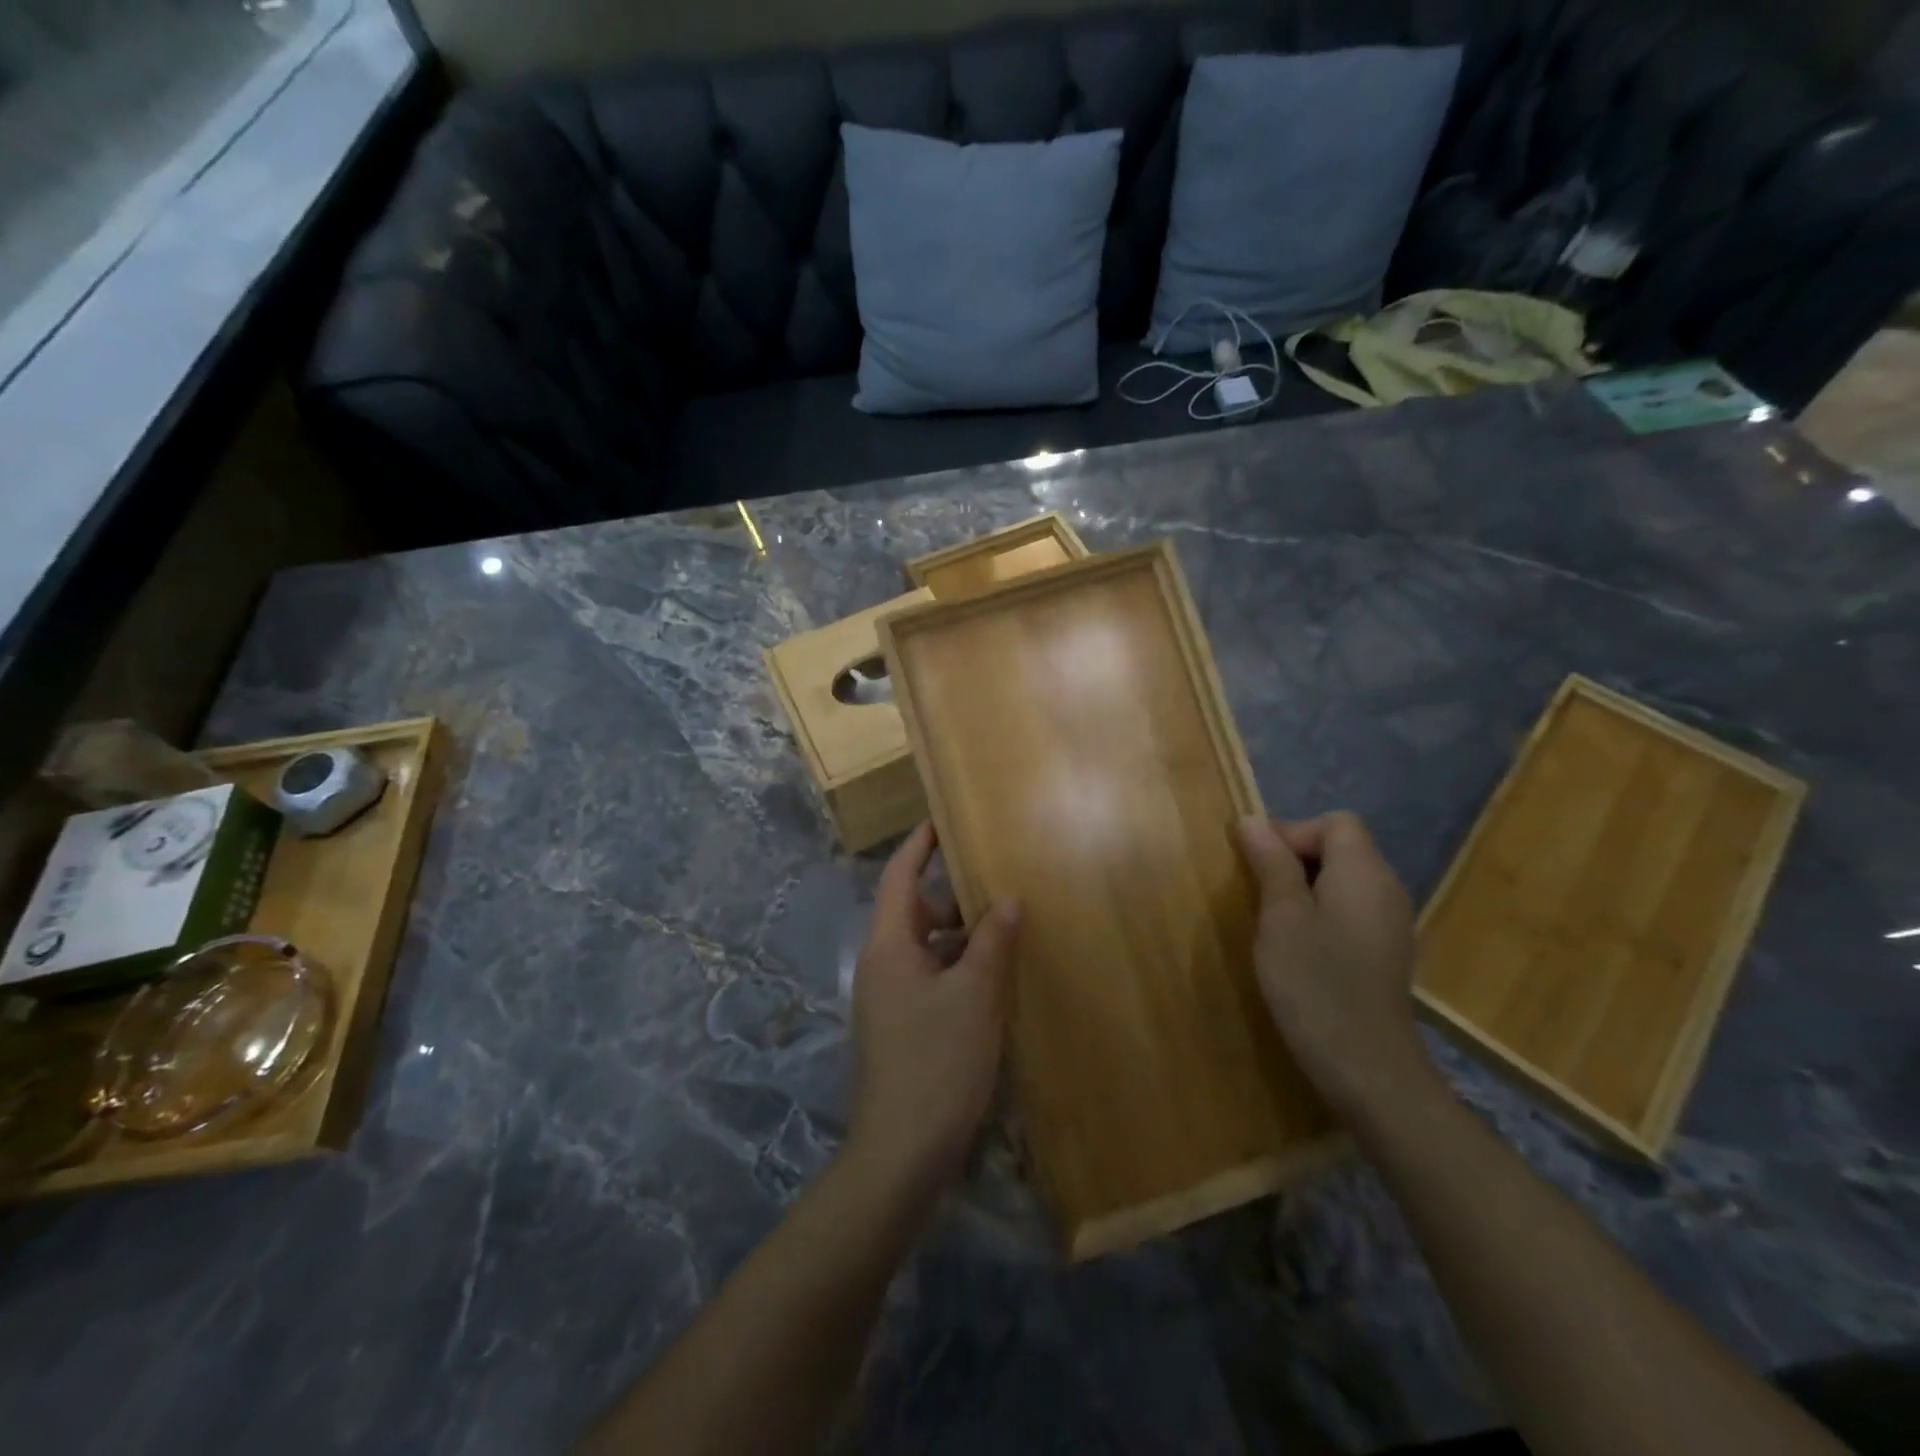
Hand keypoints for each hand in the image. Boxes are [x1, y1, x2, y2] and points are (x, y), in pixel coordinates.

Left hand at [848, 823, 1021, 1199]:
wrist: (902, 1151)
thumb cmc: (937, 1062)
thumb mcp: (974, 996)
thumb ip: (992, 942)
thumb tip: (1008, 899)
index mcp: (889, 946)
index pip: (900, 877)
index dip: (919, 845)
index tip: (944, 819)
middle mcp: (883, 964)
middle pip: (915, 911)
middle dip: (953, 894)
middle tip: (996, 880)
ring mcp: (890, 998)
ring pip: (927, 947)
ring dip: (961, 935)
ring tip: (1006, 926)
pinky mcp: (903, 1025)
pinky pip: (931, 977)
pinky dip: (959, 967)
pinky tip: (995, 978)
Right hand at [1235, 812, 1436, 1121]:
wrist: (1367, 1068)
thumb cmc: (1315, 983)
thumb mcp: (1281, 918)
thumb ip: (1271, 864)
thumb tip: (1253, 821)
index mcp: (1363, 872)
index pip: (1333, 823)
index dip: (1291, 833)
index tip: (1257, 867)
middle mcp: (1386, 888)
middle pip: (1342, 847)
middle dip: (1295, 859)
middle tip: (1260, 895)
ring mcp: (1391, 922)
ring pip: (1344, 880)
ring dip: (1305, 888)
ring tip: (1274, 922)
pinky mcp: (1387, 952)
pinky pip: (1352, 910)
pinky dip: (1323, 914)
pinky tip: (1302, 949)